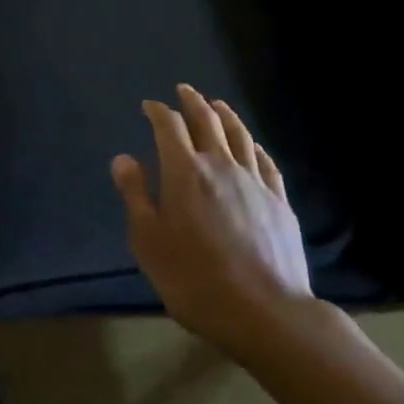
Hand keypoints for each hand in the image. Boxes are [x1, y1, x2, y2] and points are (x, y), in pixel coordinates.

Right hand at [112, 84, 319, 356]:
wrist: (267, 313)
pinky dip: (254, 145)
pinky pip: (265, 161)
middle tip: (184, 90)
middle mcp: (220, 165)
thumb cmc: (196, 279)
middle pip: (206, 121)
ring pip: (239, 135)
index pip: (169, 126)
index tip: (149, 106)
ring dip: (225, 114)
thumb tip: (123, 159)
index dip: (157, 111)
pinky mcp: (279, 201)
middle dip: (192, 102)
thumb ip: (135, 195)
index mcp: (184, 171)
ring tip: (217, 105)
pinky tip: (252, 145)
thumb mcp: (149, 242)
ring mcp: (254, 181)